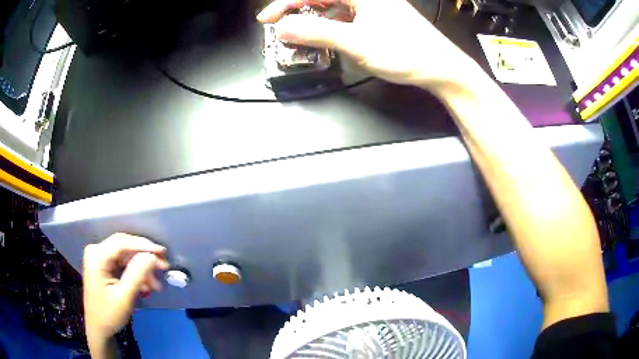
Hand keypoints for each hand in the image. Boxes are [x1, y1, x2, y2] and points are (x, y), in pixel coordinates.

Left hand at [83, 233, 167, 355]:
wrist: (99, 329)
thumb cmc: (109, 314)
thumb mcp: (124, 298)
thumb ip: (137, 275)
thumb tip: (152, 256)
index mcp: (97, 256)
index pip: (122, 243)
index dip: (143, 245)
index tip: (163, 252)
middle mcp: (97, 251)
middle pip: (125, 247)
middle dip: (145, 257)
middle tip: (164, 267)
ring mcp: (100, 258)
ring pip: (126, 256)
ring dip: (142, 268)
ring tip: (156, 285)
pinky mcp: (104, 265)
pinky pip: (124, 264)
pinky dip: (136, 273)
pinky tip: (147, 286)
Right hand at [257, 0, 479, 92]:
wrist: (441, 69)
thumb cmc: (408, 54)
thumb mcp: (356, 43)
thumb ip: (317, 33)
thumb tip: (284, 28)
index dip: (286, 4)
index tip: (267, 18)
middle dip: (298, 10)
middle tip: (281, 27)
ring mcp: (374, 6)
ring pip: (334, 7)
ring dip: (314, 19)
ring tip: (300, 35)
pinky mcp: (379, 18)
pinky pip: (347, 16)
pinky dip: (331, 25)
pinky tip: (326, 36)